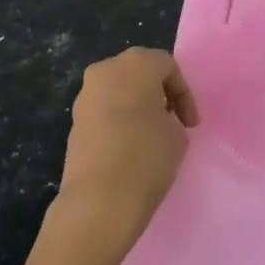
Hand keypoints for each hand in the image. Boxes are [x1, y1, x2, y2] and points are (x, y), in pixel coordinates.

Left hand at [50, 48, 198, 261]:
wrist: (98, 200)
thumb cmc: (146, 157)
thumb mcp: (177, 135)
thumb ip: (171, 117)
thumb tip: (157, 121)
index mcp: (135, 64)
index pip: (167, 66)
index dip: (184, 94)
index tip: (190, 124)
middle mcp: (105, 71)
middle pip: (139, 72)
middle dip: (158, 93)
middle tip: (172, 120)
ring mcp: (85, 96)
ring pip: (118, 90)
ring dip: (136, 106)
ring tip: (150, 135)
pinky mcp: (74, 121)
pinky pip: (103, 111)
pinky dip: (118, 120)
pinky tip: (128, 147)